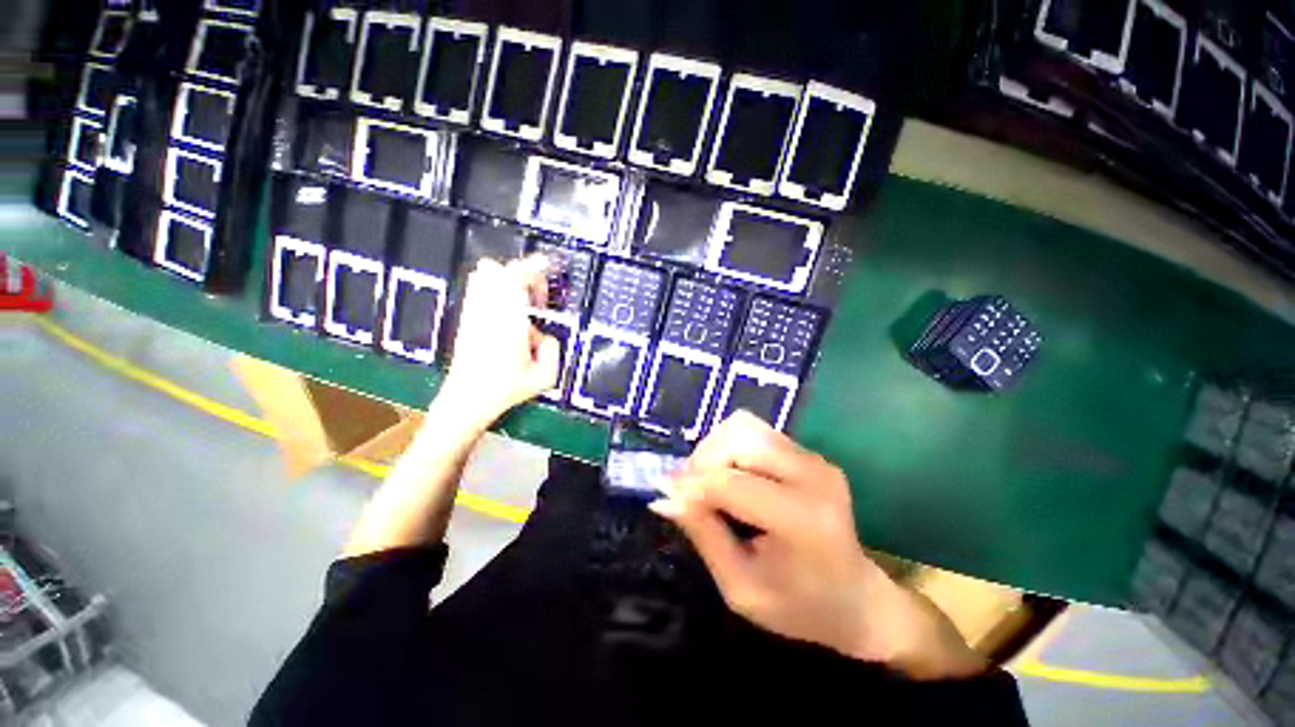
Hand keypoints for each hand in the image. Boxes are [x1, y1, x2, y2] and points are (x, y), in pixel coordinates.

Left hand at [437, 256, 559, 429]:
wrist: (467, 399)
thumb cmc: (505, 389)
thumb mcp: (545, 376)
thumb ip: (554, 350)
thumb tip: (546, 337)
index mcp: (508, 320)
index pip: (517, 276)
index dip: (535, 267)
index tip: (550, 268)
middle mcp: (488, 310)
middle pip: (499, 269)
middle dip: (524, 274)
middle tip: (538, 296)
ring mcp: (474, 311)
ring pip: (484, 275)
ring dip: (507, 279)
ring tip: (522, 302)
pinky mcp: (467, 318)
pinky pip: (477, 288)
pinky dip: (494, 288)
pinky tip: (506, 311)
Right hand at [650, 412, 985, 679]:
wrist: (857, 599)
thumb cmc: (798, 607)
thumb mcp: (741, 587)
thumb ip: (703, 534)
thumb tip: (663, 496)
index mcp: (802, 519)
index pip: (731, 484)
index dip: (690, 484)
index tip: (663, 492)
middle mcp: (813, 476)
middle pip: (737, 440)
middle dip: (702, 461)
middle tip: (688, 491)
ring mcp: (814, 458)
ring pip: (744, 426)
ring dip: (715, 449)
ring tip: (707, 481)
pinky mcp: (809, 452)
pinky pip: (755, 431)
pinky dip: (730, 446)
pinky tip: (729, 474)